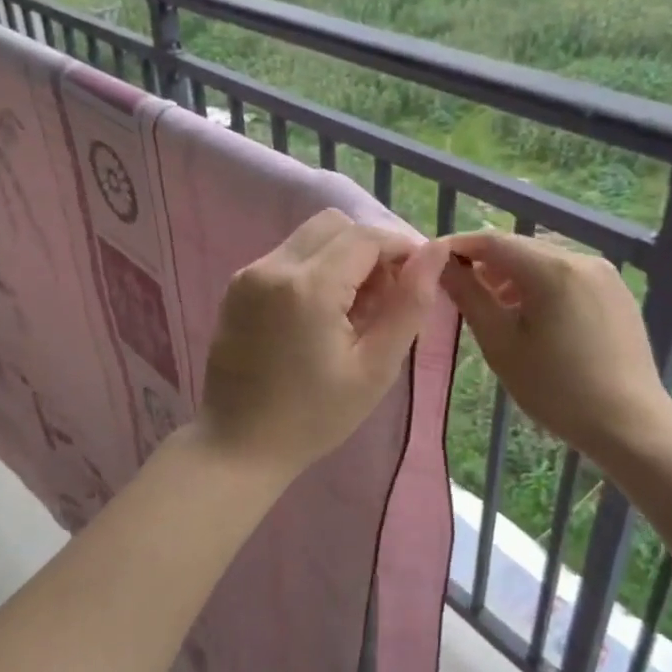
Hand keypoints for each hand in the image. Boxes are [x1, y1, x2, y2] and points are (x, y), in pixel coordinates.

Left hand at [195, 209, 448, 481]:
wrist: (238, 446)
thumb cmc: (314, 416)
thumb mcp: (375, 368)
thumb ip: (409, 304)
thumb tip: (435, 252)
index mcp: (308, 287)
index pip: (365, 237)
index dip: (400, 248)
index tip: (417, 279)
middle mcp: (272, 267)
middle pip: (334, 225)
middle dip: (369, 249)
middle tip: (383, 297)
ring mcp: (248, 274)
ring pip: (309, 237)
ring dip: (341, 257)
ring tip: (353, 310)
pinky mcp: (236, 287)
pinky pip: (286, 257)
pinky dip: (313, 269)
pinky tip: (320, 315)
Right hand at [439, 231, 671, 465]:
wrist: (629, 424)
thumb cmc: (556, 388)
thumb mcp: (500, 344)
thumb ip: (469, 297)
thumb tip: (442, 266)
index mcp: (552, 269)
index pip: (492, 241)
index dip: (458, 247)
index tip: (432, 263)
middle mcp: (582, 259)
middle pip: (520, 248)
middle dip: (487, 264)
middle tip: (462, 292)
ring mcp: (605, 274)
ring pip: (545, 261)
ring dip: (514, 276)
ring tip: (497, 310)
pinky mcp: (617, 292)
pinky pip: (568, 276)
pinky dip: (543, 286)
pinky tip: (535, 319)